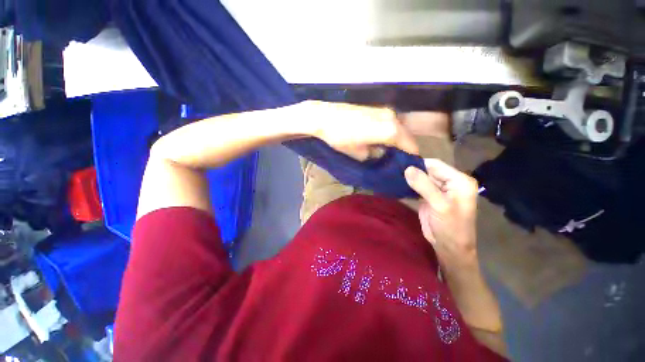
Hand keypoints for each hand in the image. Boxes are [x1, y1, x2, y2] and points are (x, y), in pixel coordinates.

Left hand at [303, 101, 418, 159]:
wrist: (323, 116)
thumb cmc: (339, 137)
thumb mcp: (357, 153)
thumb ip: (374, 155)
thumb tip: (381, 153)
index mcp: (389, 130)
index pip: (409, 144)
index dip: (410, 155)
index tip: (407, 164)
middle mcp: (391, 117)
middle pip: (406, 134)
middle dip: (405, 147)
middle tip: (398, 159)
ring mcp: (384, 110)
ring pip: (399, 127)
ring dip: (398, 138)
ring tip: (389, 150)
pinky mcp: (376, 107)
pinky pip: (389, 121)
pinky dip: (390, 131)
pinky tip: (381, 138)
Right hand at [404, 159, 478, 266]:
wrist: (448, 247)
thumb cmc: (450, 227)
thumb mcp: (439, 205)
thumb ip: (424, 185)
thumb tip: (407, 168)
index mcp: (459, 180)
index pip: (436, 165)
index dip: (418, 164)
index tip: (400, 165)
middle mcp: (450, 182)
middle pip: (428, 170)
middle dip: (412, 171)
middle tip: (394, 171)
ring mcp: (439, 190)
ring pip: (421, 178)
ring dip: (409, 178)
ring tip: (393, 176)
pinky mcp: (429, 196)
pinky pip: (418, 186)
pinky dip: (409, 186)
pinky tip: (398, 185)